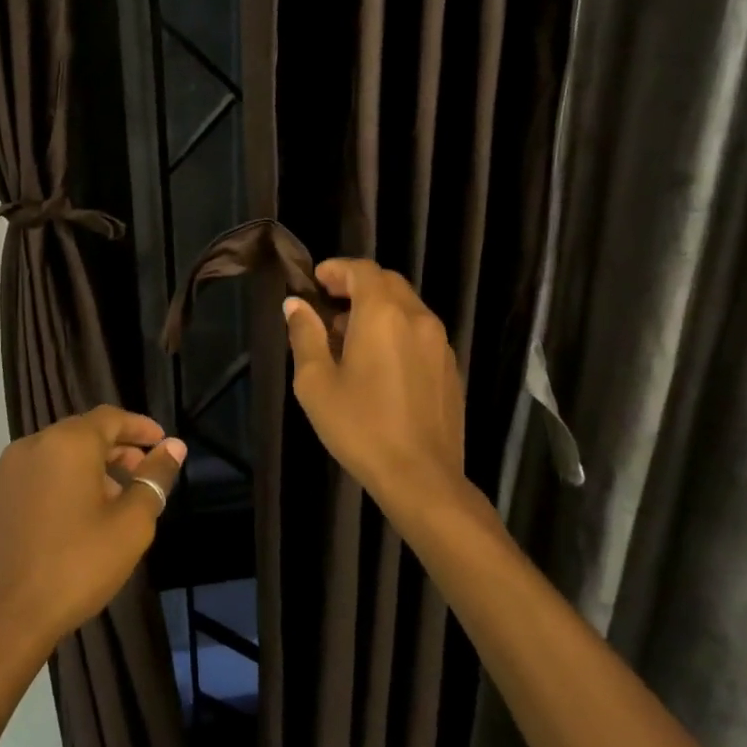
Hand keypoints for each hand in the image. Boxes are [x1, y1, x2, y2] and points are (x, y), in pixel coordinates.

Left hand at [0, 406, 184, 663]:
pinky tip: (62, 526)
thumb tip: (174, 446)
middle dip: (113, 451)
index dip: (140, 427)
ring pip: (50, 460)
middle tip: (138, 476)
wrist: (1, 623)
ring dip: (81, 472)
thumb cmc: (76, 567)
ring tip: (104, 506)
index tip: (161, 443)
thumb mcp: (131, 525)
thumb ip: (154, 478)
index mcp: (66, 444)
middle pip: (79, 435)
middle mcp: (28, 448)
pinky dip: (50, 492)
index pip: (110, 418)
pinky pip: (26, 486)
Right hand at [283, 259, 468, 527]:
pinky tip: (378, 363)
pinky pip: (420, 332)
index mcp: (383, 314)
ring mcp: (439, 343)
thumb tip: (296, 305)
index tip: (316, 281)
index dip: (337, 269)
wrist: (421, 477)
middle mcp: (417, 317)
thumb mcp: (316, 382)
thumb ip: (305, 335)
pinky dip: (396, 330)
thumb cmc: (360, 426)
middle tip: (329, 304)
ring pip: (406, 307)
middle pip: (387, 283)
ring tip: (348, 336)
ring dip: (377, 308)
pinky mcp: (449, 367)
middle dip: (356, 286)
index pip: (362, 270)